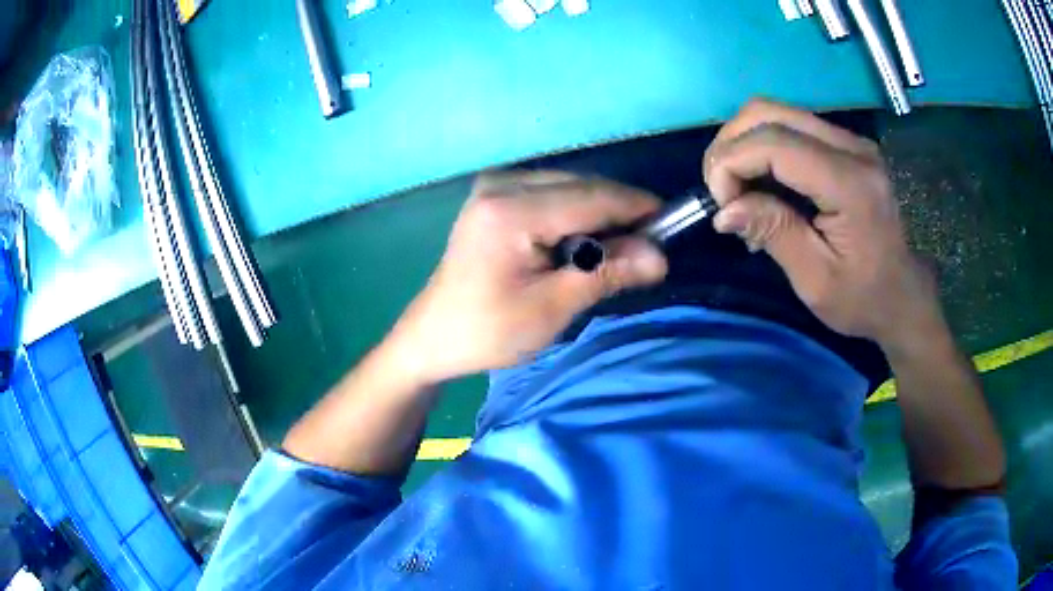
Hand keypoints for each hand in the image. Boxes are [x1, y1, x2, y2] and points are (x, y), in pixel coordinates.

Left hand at [388, 171, 667, 383]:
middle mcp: (501, 184)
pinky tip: (581, 242)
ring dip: (598, 213)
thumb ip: (606, 273)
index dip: (636, 208)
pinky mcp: (494, 195)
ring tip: (616, 251)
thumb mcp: (552, 308)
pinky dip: (575, 213)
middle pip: (581, 186)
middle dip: (618, 213)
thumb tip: (660, 257)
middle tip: (647, 248)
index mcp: (510, 210)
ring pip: (568, 186)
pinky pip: (550, 193)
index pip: (591, 197)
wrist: (435, 336)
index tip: (671, 223)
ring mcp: (494, 185)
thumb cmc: (489, 331)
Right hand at [704, 99, 939, 349]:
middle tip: (723, 191)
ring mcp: (850, 141)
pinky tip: (761, 181)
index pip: (774, 143)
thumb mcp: (815, 281)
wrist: (903, 296)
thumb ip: (773, 233)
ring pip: (775, 112)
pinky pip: (790, 125)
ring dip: (743, 143)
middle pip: (768, 111)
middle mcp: (852, 148)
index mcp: (850, 184)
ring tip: (738, 187)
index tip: (721, 205)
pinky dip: (762, 146)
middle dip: (730, 145)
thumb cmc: (863, 299)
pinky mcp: (845, 145)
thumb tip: (723, 210)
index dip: (731, 163)